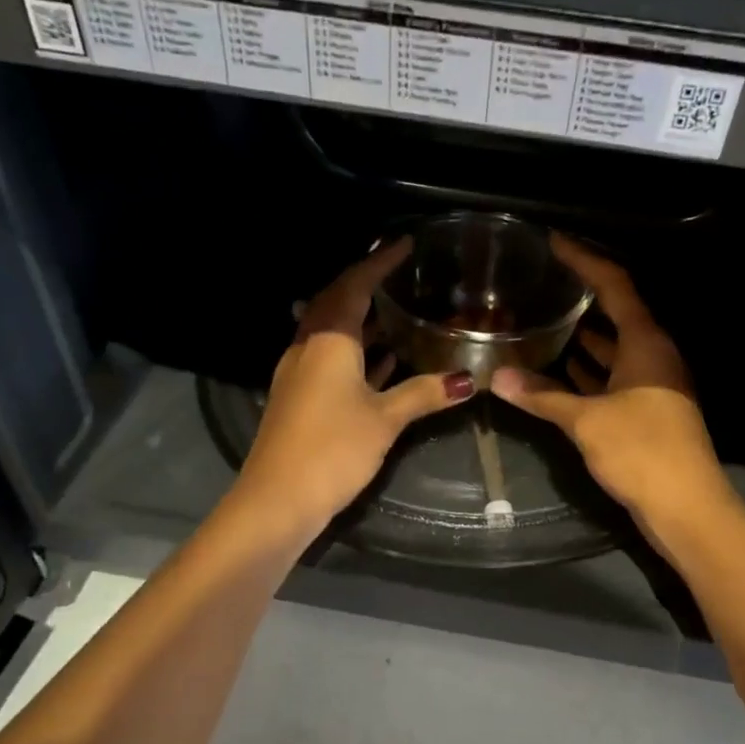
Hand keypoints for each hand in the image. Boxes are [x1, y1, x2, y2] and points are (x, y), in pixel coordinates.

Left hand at [234, 238, 475, 537]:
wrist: (277, 499)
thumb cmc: (332, 449)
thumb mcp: (384, 419)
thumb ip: (423, 394)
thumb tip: (466, 380)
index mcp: (328, 340)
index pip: (354, 286)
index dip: (378, 263)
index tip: (402, 244)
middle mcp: (307, 347)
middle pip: (336, 303)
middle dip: (365, 285)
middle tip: (397, 273)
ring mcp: (298, 373)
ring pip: (331, 333)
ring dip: (360, 320)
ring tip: (395, 313)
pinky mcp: (298, 398)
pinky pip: (329, 359)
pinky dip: (355, 353)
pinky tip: (380, 362)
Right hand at [490, 235, 741, 543]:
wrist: (686, 506)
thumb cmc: (641, 451)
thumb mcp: (587, 421)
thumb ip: (542, 396)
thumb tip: (497, 378)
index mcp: (646, 343)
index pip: (616, 285)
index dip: (585, 260)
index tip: (554, 243)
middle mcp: (653, 356)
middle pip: (617, 313)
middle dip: (582, 296)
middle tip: (542, 284)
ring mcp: (652, 385)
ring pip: (614, 349)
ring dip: (584, 336)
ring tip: (544, 321)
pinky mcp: (646, 412)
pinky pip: (613, 378)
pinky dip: (589, 372)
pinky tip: (562, 371)